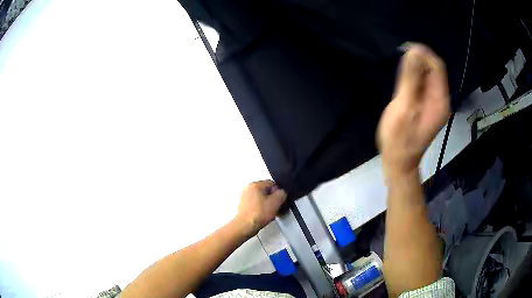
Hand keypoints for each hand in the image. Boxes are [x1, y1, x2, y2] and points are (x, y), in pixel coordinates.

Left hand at [236, 180, 286, 236]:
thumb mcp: (276, 202)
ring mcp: (245, 197)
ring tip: (269, 213)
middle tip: (275, 207)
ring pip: (261, 198)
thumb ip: (282, 193)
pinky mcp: (244, 206)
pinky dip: (261, 208)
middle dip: (272, 199)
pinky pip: (256, 204)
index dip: (278, 192)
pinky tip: (263, 215)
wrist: (246, 226)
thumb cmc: (259, 213)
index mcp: (255, 184)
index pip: (272, 183)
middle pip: (266, 191)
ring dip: (267, 204)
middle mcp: (248, 188)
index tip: (279, 201)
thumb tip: (281, 193)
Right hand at [377, 44, 449, 177]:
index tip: (406, 49)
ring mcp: (434, 103)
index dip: (424, 54)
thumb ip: (411, 79)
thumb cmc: (400, 138)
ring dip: (415, 69)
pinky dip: (413, 78)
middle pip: (433, 70)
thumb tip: (414, 51)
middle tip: (401, 62)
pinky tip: (404, 83)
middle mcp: (440, 99)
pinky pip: (422, 85)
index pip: (437, 67)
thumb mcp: (405, 107)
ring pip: (427, 76)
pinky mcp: (426, 105)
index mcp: (440, 100)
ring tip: (401, 73)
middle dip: (419, 61)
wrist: (399, 161)